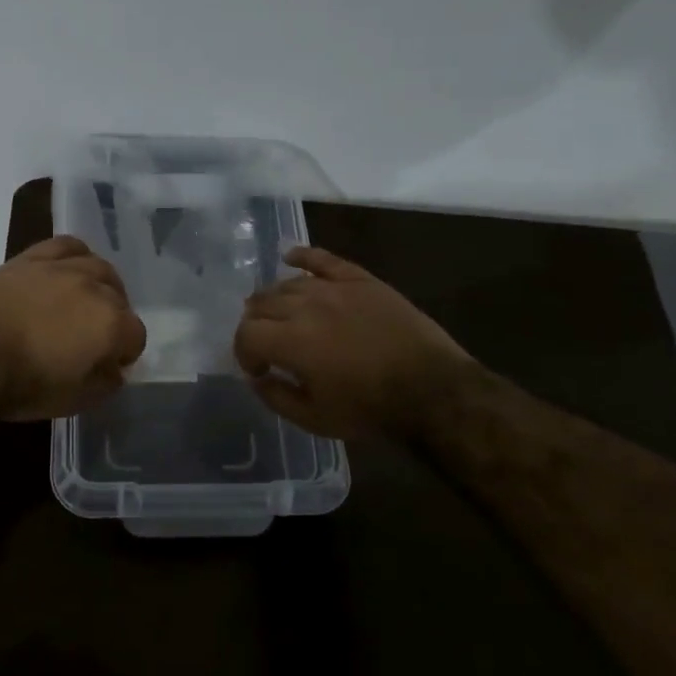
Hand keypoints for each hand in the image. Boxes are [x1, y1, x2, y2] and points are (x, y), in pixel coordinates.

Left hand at [0, 236, 147, 420]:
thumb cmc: (26, 386)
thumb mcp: (76, 400)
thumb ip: (107, 382)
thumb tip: (115, 369)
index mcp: (110, 323)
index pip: (135, 335)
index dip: (124, 352)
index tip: (107, 364)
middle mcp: (94, 287)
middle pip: (119, 298)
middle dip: (112, 319)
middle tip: (92, 337)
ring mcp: (62, 268)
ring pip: (97, 267)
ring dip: (99, 285)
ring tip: (83, 301)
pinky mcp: (32, 258)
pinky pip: (65, 246)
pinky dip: (74, 256)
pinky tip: (67, 270)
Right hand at [233, 247, 469, 441]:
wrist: (432, 390)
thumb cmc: (370, 410)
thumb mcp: (315, 419)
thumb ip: (276, 397)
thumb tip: (257, 378)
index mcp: (291, 341)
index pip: (246, 334)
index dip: (244, 352)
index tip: (257, 369)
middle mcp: (306, 306)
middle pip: (262, 304)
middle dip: (255, 325)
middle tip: (266, 343)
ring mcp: (334, 288)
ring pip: (288, 283)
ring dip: (274, 298)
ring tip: (278, 314)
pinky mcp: (360, 280)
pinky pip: (323, 259)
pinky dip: (303, 256)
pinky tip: (290, 258)